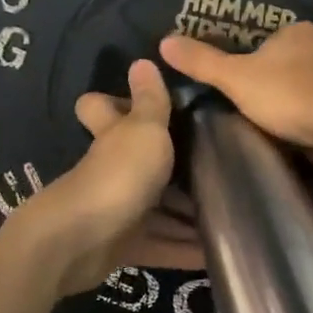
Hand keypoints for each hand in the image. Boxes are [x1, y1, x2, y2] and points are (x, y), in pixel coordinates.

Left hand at [16, 60, 199, 297]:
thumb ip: (150, 100)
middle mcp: (113, 169)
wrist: (80, 242)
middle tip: (220, 162)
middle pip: (140, 161)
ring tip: (232, 211)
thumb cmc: (117, 175)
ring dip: (187, 214)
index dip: (115, 101)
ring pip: (157, 207)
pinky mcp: (124, 246)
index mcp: (113, 135)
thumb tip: (142, 59)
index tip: (154, 102)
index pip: (101, 108)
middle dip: (174, 165)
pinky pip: (162, 245)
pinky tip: (216, 252)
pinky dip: (185, 249)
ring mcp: (117, 209)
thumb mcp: (144, 130)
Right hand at [158, 23, 312, 162]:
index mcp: (297, 33)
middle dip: (292, 99)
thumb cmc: (292, 95)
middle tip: (278, 131)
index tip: (253, 104)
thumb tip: (164, 40)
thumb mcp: (237, 81)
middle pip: (305, 71)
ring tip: (306, 154)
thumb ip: (203, 63)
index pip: (272, 48)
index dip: (260, 75)